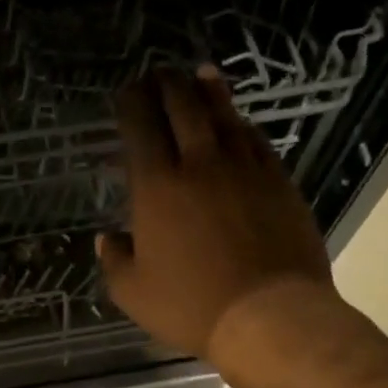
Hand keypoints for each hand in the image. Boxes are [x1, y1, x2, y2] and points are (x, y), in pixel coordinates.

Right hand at [99, 67, 346, 371]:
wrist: (270, 315)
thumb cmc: (192, 305)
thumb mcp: (134, 293)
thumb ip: (115, 261)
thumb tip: (108, 239)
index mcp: (157, 187)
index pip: (140, 127)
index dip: (131, 102)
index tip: (127, 91)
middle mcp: (200, 165)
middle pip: (183, 108)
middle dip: (168, 85)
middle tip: (160, 73)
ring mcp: (245, 169)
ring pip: (224, 116)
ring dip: (208, 91)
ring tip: (200, 74)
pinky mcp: (279, 182)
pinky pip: (256, 141)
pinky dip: (241, 126)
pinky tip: (238, 123)